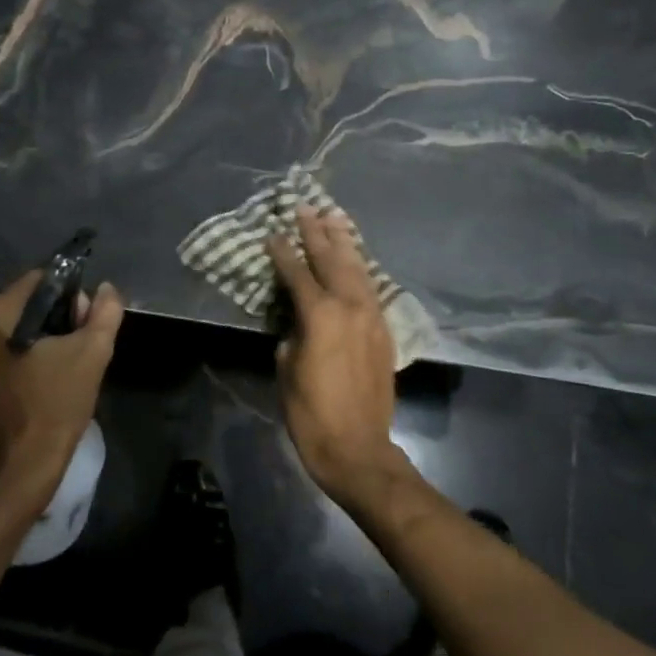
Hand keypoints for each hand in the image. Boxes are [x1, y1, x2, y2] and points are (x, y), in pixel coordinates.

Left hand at [0, 271, 124, 507]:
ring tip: (72, 360)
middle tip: (84, 342)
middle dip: (62, 314)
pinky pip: (12, 344)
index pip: (41, 279)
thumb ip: (105, 312)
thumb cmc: (55, 406)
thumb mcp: (92, 353)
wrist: (23, 468)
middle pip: (31, 300)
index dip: (72, 293)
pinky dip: (35, 350)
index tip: (88, 320)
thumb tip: (107, 289)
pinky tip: (54, 371)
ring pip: (23, 323)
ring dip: (51, 333)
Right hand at [265, 207, 402, 504]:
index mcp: (321, 314)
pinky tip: (354, 258)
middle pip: (331, 259)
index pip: (297, 272)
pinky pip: (370, 287)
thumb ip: (292, 333)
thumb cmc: (311, 412)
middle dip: (316, 232)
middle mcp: (350, 306)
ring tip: (333, 217)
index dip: (282, 252)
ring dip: (344, 242)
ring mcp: (371, 316)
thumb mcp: (287, 367)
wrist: (358, 447)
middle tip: (305, 208)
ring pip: (357, 268)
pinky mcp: (383, 330)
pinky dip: (359, 267)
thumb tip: (298, 320)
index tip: (272, 233)